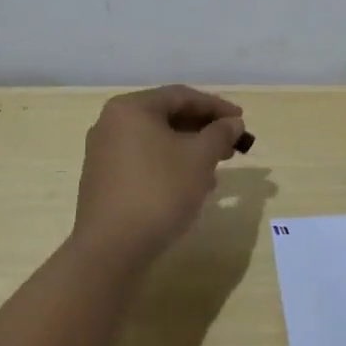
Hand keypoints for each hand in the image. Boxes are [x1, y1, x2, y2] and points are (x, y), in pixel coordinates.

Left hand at [74, 86, 245, 263]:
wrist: (112, 249)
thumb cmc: (159, 191)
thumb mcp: (199, 158)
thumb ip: (220, 133)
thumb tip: (233, 123)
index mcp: (131, 108)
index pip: (182, 96)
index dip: (216, 106)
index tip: (241, 120)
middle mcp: (112, 124)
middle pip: (167, 117)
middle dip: (203, 130)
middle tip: (232, 144)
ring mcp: (104, 153)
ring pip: (157, 141)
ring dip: (190, 150)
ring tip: (216, 167)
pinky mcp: (104, 180)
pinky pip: (144, 161)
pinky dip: (170, 165)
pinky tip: (191, 186)